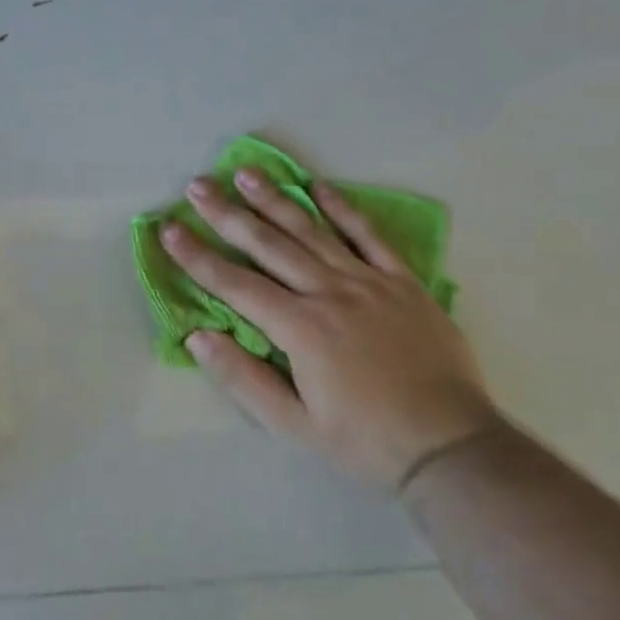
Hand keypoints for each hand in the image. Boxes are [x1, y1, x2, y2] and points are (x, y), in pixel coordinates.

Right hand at [161, 171, 496, 492]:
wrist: (450, 445)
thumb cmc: (364, 441)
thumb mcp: (294, 426)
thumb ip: (243, 379)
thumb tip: (197, 336)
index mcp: (300, 329)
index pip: (235, 284)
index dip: (197, 256)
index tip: (169, 229)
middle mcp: (330, 293)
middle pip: (269, 245)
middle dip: (227, 214)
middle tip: (197, 186)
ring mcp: (369, 282)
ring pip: (313, 230)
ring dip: (275, 199)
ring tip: (246, 173)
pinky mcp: (403, 282)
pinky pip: (369, 236)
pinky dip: (343, 209)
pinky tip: (320, 187)